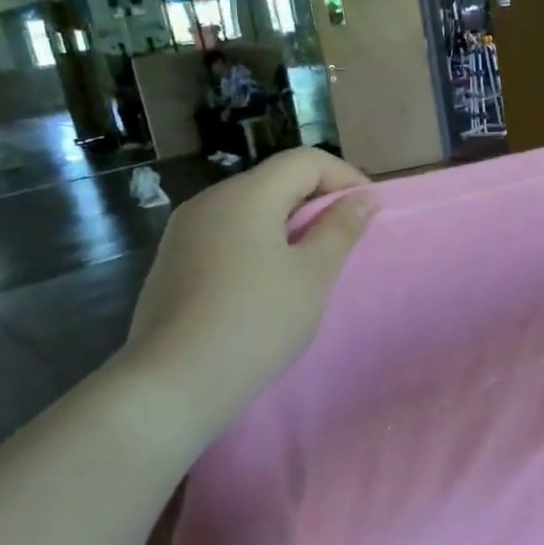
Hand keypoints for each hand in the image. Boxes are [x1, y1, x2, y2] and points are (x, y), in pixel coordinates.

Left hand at [119, 148, 375, 432]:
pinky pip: (226, 235)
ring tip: (311, 263)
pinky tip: (266, 283)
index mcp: (246, 195)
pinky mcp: (172, 262)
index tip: (370, 211)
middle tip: (346, 239)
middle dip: (317, 201)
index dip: (345, 177)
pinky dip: (257, 243)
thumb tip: (363, 198)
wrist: (175, 383)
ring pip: (249, 209)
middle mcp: (210, 201)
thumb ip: (340, 229)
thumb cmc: (257, 322)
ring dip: (288, 224)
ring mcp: (184, 232)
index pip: (304, 161)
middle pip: (274, 181)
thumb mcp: (312, 275)